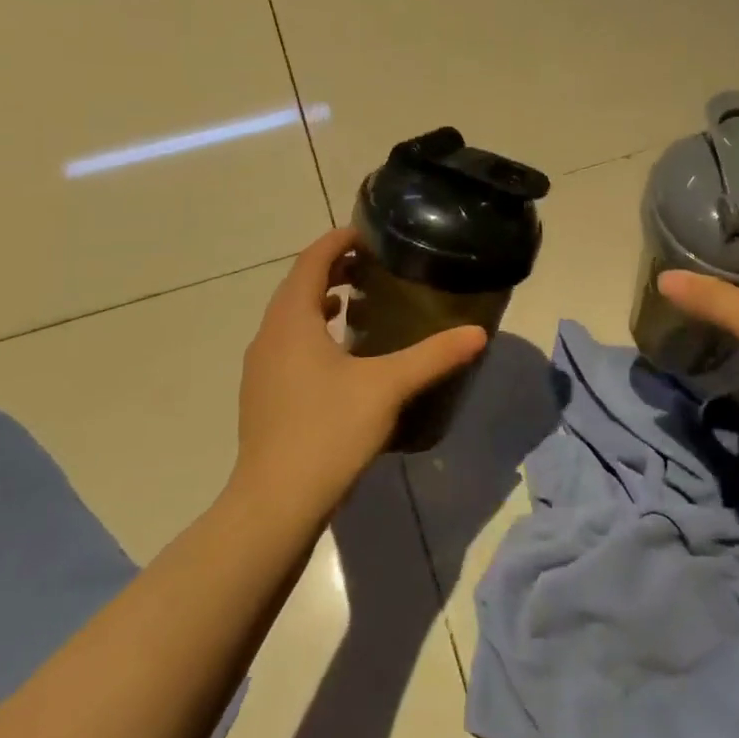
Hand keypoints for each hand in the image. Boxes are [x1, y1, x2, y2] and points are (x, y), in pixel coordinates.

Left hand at [234, 227, 487, 511]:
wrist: (274, 504)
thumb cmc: (328, 431)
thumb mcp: (388, 387)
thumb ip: (433, 356)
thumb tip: (477, 333)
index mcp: (292, 320)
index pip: (311, 260)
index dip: (338, 240)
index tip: (369, 233)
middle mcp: (269, 335)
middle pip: (298, 284)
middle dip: (332, 267)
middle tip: (372, 265)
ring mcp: (261, 367)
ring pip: (291, 316)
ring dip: (320, 300)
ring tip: (358, 301)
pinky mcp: (263, 395)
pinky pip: (288, 343)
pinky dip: (312, 331)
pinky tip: (341, 355)